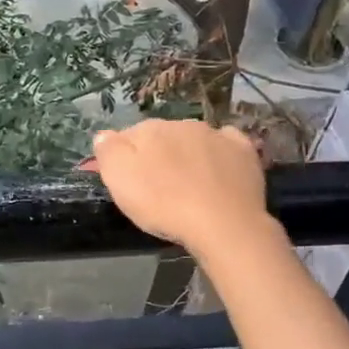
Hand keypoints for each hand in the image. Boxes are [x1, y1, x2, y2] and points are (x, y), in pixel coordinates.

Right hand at [88, 119, 272, 261]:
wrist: (222, 223)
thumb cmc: (163, 204)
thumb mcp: (119, 180)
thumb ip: (108, 151)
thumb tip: (105, 135)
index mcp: (149, 130)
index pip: (128, 136)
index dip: (126, 157)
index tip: (128, 181)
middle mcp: (182, 124)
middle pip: (162, 136)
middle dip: (158, 154)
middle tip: (157, 186)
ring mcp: (216, 135)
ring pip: (193, 139)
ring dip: (187, 154)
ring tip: (188, 184)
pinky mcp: (243, 150)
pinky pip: (226, 143)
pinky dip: (219, 153)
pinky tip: (219, 170)